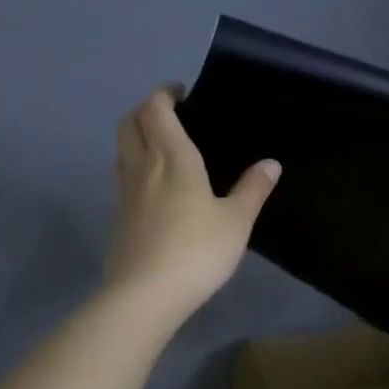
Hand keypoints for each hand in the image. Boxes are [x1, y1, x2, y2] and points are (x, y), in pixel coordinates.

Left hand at [104, 87, 280, 326]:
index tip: (180, 93)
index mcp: (172, 158)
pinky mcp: (117, 218)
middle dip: (144, 110)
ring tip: (160, 146)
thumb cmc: (196, 251)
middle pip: (129, 123)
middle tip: (168, 114)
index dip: (164, 94)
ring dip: (136, 137)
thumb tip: (271, 163)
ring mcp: (124, 193)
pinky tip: (153, 187)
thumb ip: (252, 190)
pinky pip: (122, 177)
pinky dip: (134, 167)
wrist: (145, 295)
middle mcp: (141, 167)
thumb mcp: (236, 222)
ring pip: (121, 150)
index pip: (156, 109)